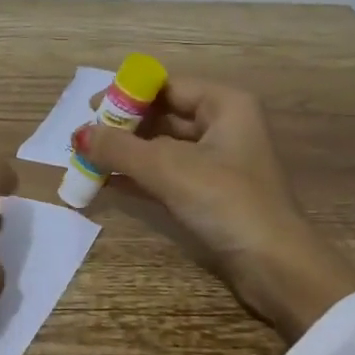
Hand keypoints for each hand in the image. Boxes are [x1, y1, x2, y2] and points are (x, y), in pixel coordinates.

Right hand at [80, 80, 354, 342]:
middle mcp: (224, 126)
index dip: (127, 94)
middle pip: (164, 116)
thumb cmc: (227, 202)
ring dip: (127, 154)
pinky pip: (168, 174)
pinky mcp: (212, 193)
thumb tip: (78, 135)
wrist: (276, 267)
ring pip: (163, 148)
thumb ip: (120, 149)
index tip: (91, 108)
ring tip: (87, 159)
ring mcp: (219, 162)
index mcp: (225, 105)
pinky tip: (106, 183)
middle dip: (123, 126)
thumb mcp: (168, 169)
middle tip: (83, 137)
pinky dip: (139, 177)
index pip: (167, 86)